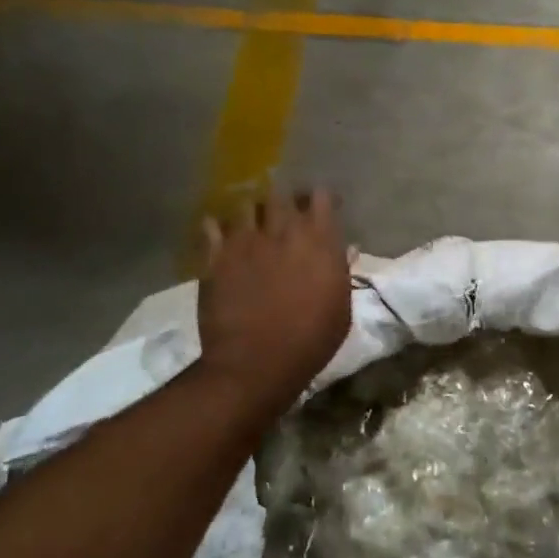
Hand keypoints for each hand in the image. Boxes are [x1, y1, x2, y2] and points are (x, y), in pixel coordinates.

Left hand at [197, 187, 351, 410]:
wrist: (256, 363)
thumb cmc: (310, 341)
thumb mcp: (341, 310)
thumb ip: (340, 272)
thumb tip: (345, 249)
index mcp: (320, 242)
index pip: (319, 197)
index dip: (320, 199)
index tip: (322, 208)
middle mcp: (283, 232)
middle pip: (281, 194)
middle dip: (285, 201)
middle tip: (285, 215)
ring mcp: (246, 241)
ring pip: (247, 205)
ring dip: (253, 212)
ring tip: (253, 224)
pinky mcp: (216, 256)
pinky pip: (212, 226)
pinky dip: (218, 227)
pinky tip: (221, 236)